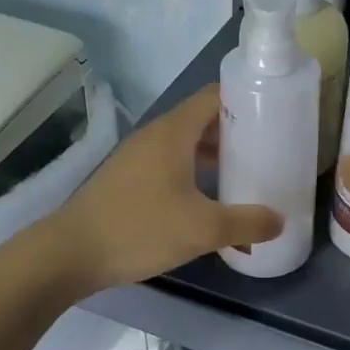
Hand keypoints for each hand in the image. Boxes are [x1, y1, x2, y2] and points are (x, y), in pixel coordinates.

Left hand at [53, 84, 281, 292]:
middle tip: (268, 148)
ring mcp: (138, 155)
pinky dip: (194, 171)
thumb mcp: (202, 229)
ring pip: (186, 143)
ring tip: (244, 174)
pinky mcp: (128, 177)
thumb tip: (279, 220)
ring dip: (215, 154)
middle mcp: (156, 134)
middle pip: (203, 119)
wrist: (70, 253)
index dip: (246, 99)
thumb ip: (246, 223)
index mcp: (174, 131)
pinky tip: (207, 200)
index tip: (274, 113)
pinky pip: (170, 162)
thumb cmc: (140, 229)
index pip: (215, 95)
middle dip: (236, 131)